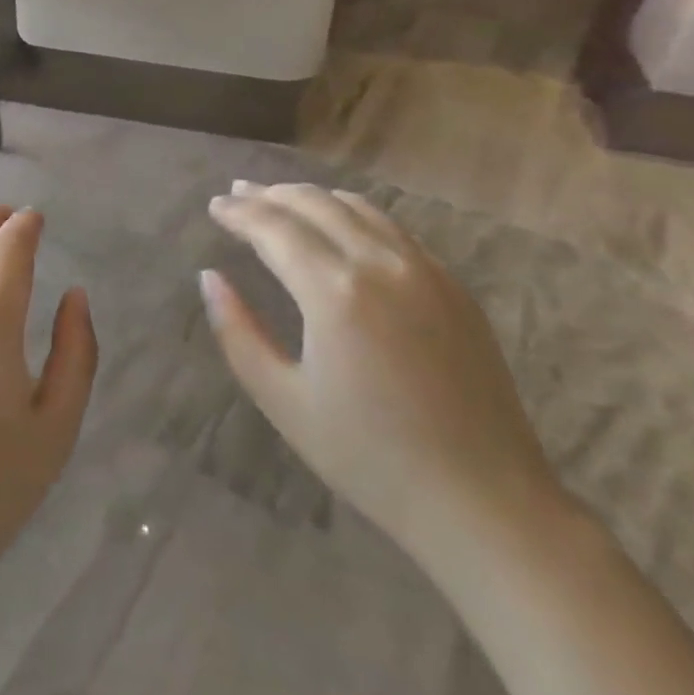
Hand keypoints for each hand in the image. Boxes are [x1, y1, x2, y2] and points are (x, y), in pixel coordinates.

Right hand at [201, 182, 561, 557]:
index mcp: (335, 292)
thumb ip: (237, 332)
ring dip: (312, 197)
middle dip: (270, 194)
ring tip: (280, 198)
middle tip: (237, 193)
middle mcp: (381, 264)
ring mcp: (426, 270)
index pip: (274, 228)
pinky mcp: (454, 286)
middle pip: (315, 204)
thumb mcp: (283, 401)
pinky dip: (354, 214)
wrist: (484, 502)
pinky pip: (393, 229)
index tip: (213, 206)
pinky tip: (340, 225)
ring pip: (358, 208)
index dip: (239, 213)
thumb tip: (209, 278)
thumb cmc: (370, 458)